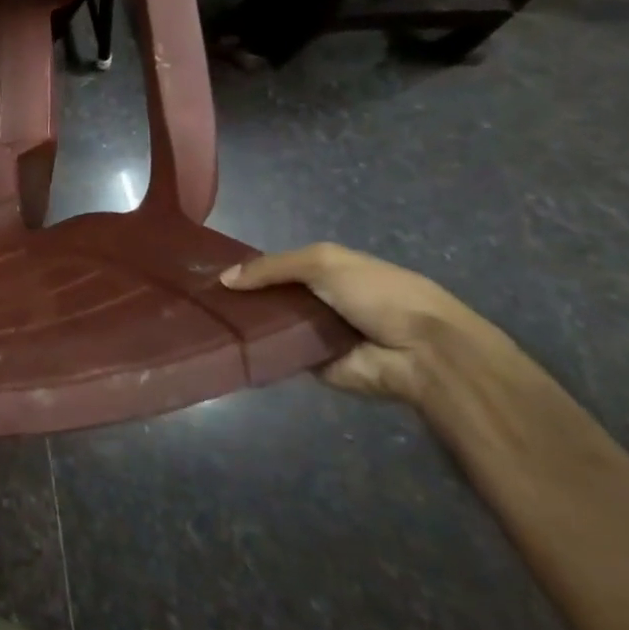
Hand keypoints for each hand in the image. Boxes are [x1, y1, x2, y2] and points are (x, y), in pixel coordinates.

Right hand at [221, 243, 491, 401]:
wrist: (423, 351)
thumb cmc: (378, 293)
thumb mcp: (322, 262)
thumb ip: (272, 267)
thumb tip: (224, 279)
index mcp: (329, 272)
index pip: (280, 267)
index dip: (251, 268)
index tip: (212, 272)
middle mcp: (321, 302)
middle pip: (272, 297)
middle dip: (243, 297)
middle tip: (205, 299)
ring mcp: (318, 336)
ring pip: (273, 326)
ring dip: (248, 324)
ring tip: (208, 321)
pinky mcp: (318, 367)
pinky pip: (282, 356)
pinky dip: (261, 351)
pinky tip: (229, 346)